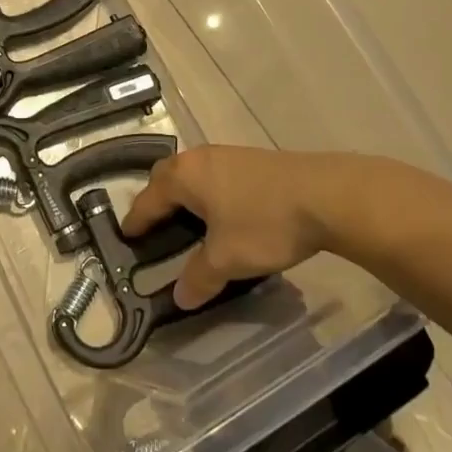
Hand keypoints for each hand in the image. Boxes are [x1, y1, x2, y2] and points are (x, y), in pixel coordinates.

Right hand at [122, 146, 355, 309]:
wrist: (324, 195)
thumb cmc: (264, 224)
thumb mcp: (227, 259)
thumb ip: (199, 277)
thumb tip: (180, 296)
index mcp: (183, 177)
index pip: (148, 199)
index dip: (136, 221)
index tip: (126, 236)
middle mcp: (199, 158)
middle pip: (166, 177)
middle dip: (157, 200)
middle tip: (155, 228)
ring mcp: (227, 155)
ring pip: (192, 174)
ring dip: (185, 195)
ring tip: (189, 222)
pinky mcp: (251, 160)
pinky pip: (214, 175)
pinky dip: (207, 192)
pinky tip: (223, 213)